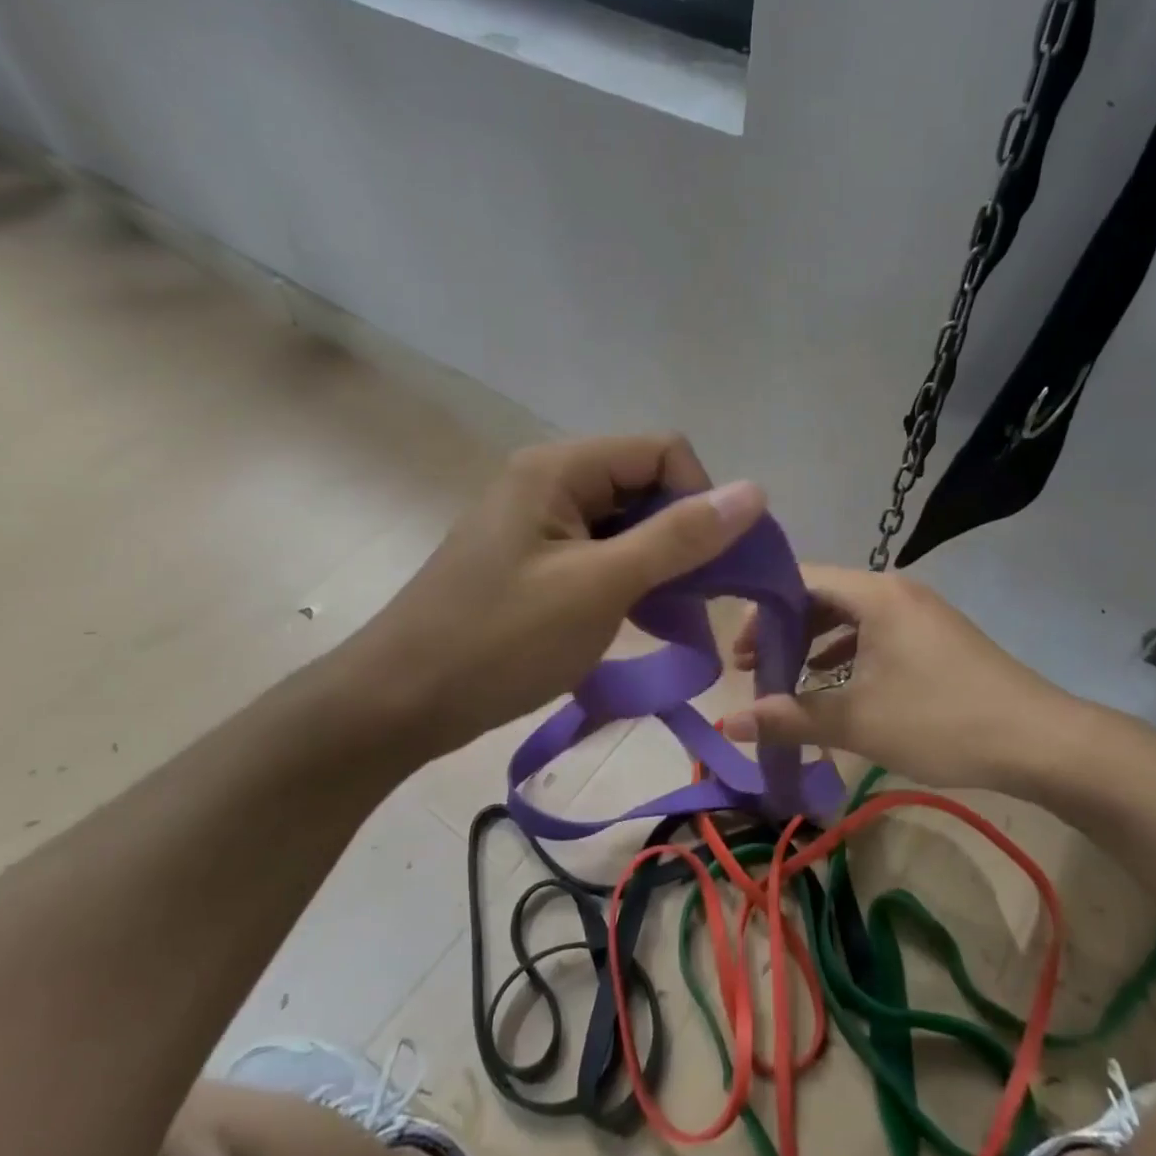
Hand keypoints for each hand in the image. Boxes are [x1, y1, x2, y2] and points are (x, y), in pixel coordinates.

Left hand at [331, 435, 764, 765]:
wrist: (399, 703)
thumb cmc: (501, 640)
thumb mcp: (600, 586)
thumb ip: (679, 537)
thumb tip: (755, 490)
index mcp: (560, 467)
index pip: (663, 451)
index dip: (699, 498)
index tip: (710, 564)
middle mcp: (550, 481)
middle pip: (645, 485)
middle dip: (683, 536)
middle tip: (697, 599)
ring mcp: (539, 523)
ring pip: (627, 524)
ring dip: (660, 564)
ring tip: (672, 616)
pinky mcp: (534, 561)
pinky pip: (601, 554)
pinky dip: (630, 581)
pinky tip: (639, 620)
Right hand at [718, 566, 1084, 793]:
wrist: (1040, 741)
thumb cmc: (941, 721)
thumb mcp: (859, 721)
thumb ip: (791, 717)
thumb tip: (728, 722)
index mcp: (874, 594)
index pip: (799, 580)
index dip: (760, 612)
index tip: (736, 653)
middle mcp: (894, 590)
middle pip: (821, 595)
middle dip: (782, 630)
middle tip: (750, 667)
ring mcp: (917, 611)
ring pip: (848, 615)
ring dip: (812, 642)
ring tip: (782, 676)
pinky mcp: (932, 635)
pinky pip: (874, 631)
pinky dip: (844, 651)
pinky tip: (829, 680)